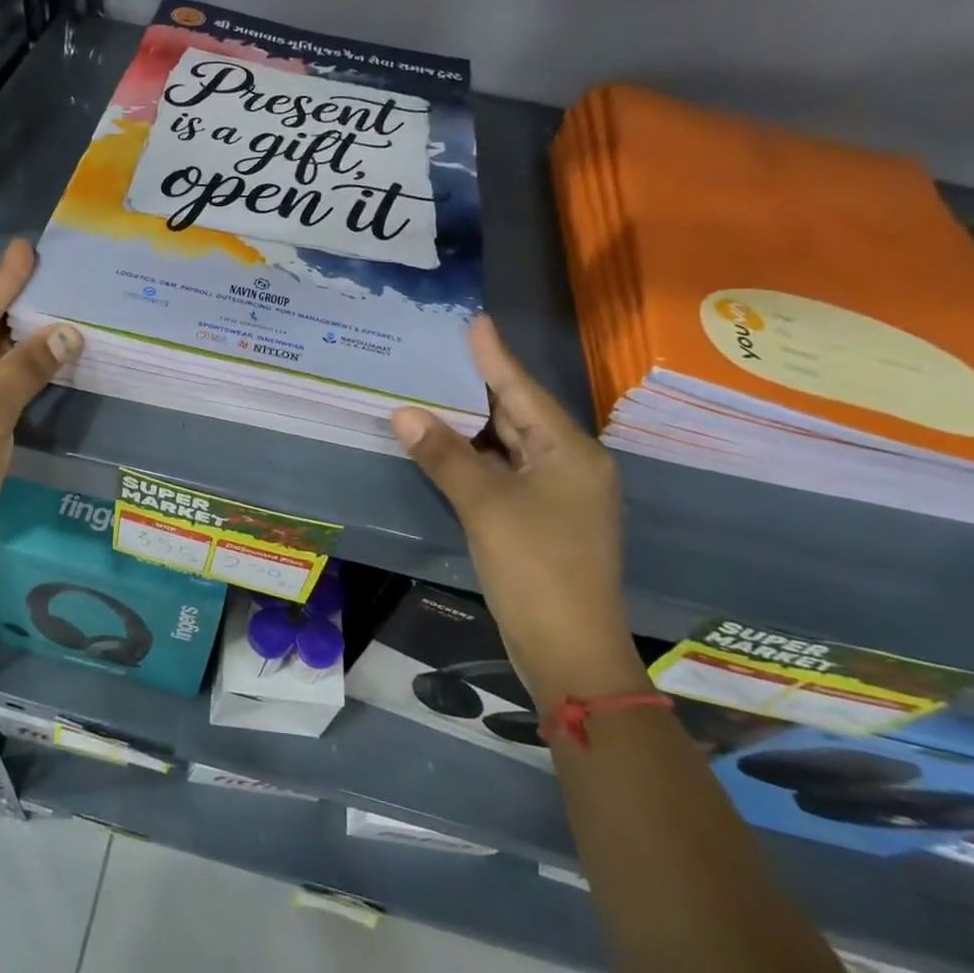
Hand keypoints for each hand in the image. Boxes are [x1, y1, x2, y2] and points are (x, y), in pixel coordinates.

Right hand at [391, 316, 646, 707]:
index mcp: (569, 453)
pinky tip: (446, 447)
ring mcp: (557, 497)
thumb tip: (404, 412)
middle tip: (441, 355)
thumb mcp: (485, 505)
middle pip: (518, 416)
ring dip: (471, 426)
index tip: (476, 322)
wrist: (569, 650)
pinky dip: (475, 459)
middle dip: (478, 388)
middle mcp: (570, 467)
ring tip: (433, 392)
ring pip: (508, 447)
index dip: (495, 357)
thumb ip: (444, 456)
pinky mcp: (541, 522)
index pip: (523, 391)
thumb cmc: (535, 567)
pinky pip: (504, 475)